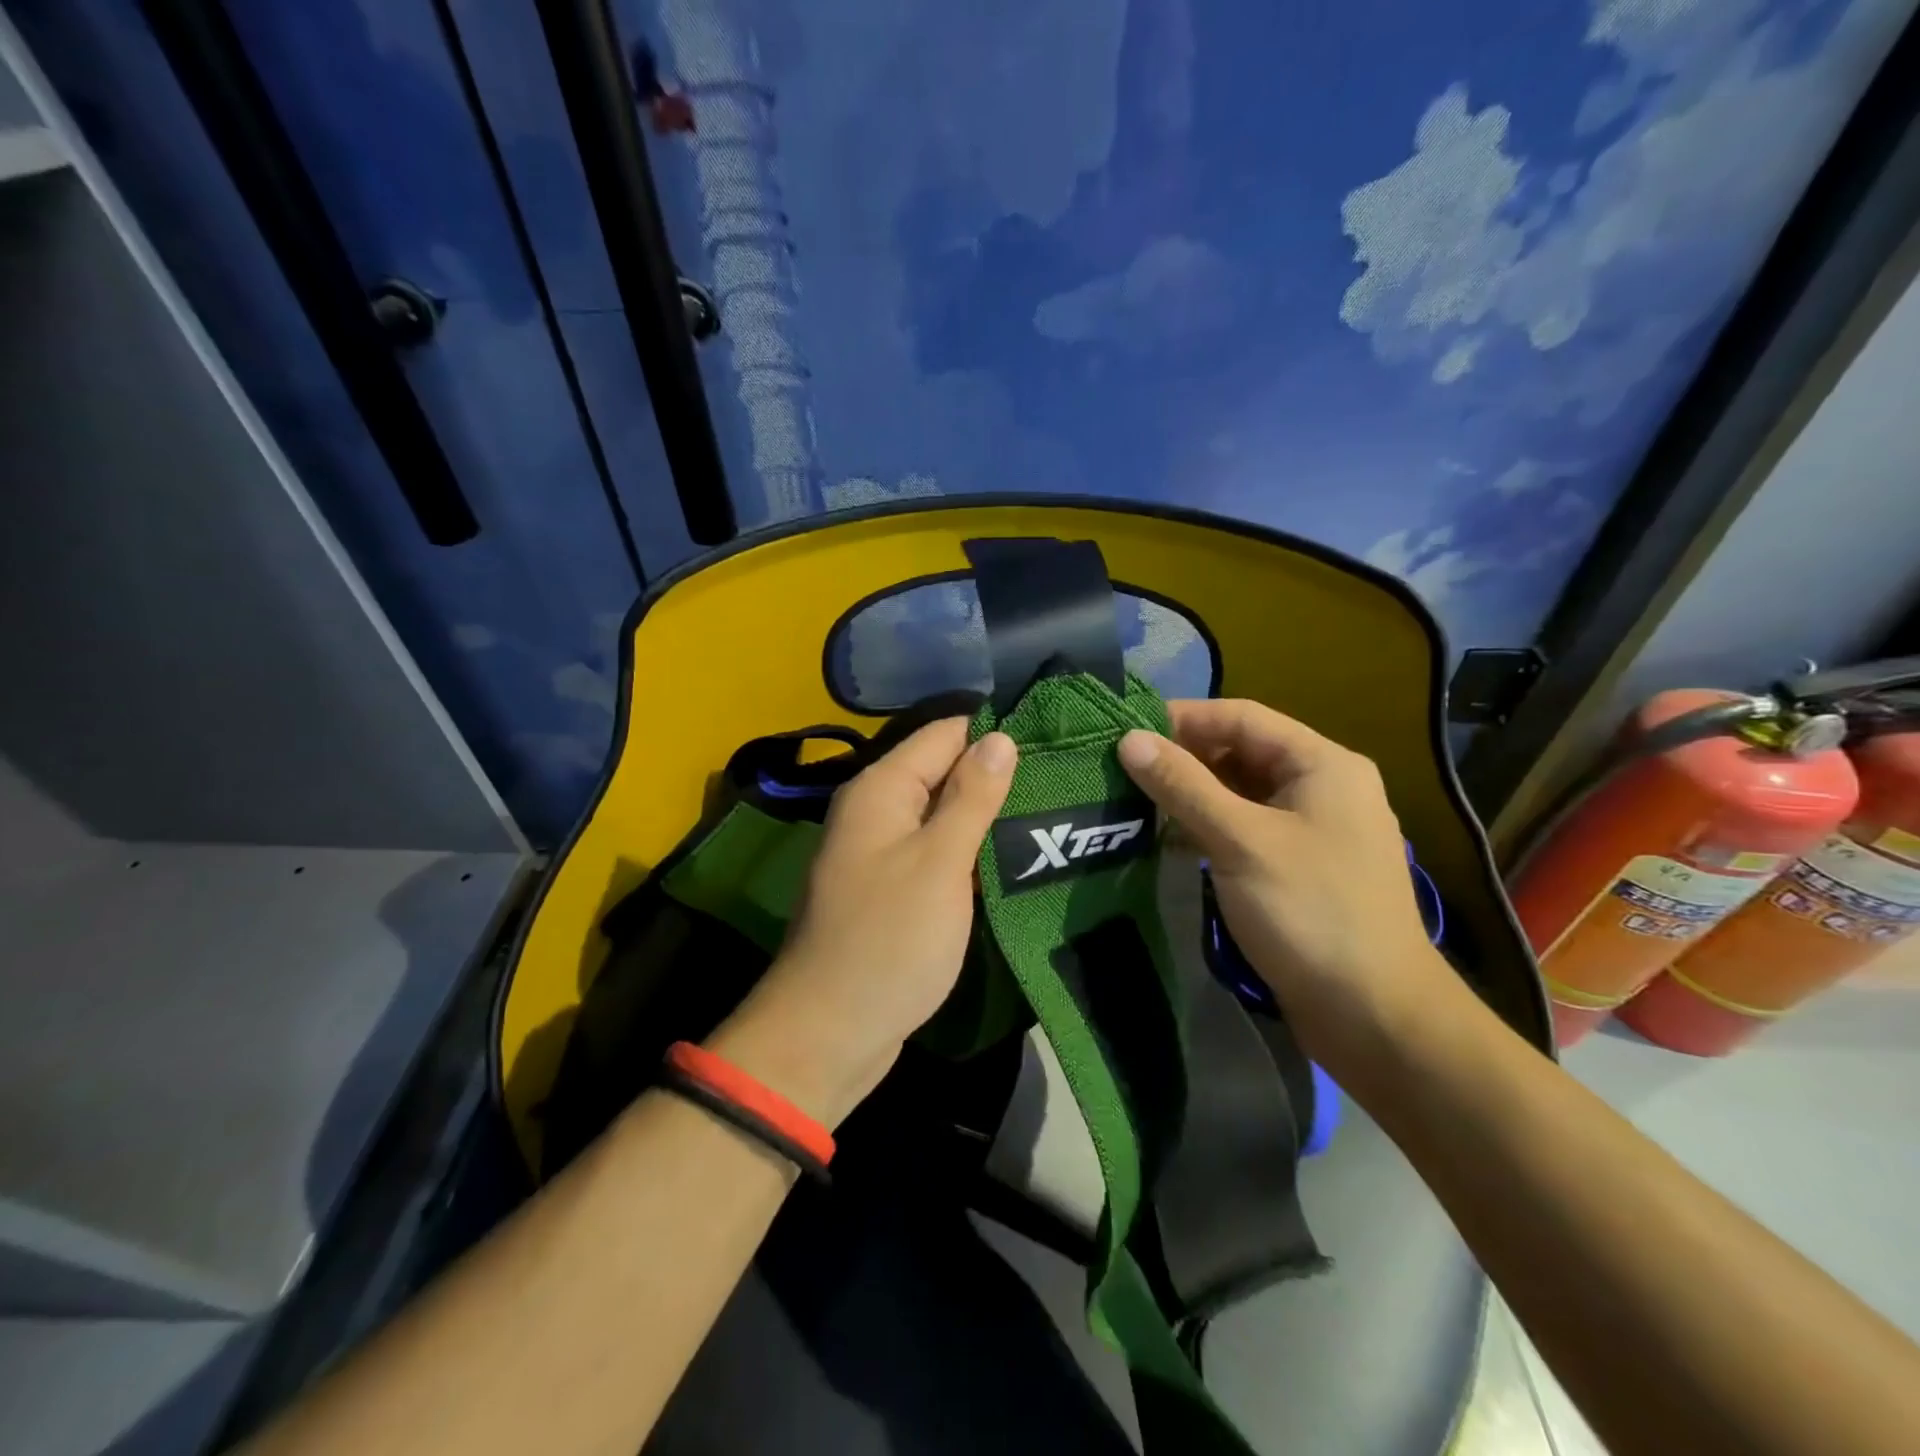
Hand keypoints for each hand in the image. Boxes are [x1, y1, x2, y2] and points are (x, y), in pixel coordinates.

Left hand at [710, 719, 1016, 1126]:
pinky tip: (1013, 858)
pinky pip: (935, 853)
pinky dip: (969, 853)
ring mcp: (882, 852)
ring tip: (1052, 815)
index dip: (995, 734)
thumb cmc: (888, 940)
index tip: (1053, 741)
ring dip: (987, 817)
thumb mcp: (939, 863)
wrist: (831, 1032)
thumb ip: (971, 797)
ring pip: (942, 815)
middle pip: (943, 772)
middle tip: (1063, 782)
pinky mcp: (891, 889)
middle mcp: (876, 811)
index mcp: (881, 790)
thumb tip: (1000, 737)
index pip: (945, 734)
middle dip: (997, 776)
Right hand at [1117, 699, 1447, 1069]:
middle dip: (1184, 757)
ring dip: (1192, 794)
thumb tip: (1129, 740)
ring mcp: (1313, 830)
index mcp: (1322, 764)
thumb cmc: (1311, 912)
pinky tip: (1169, 838)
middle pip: (1241, 752)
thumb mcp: (1240, 840)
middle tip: (1124, 770)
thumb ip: (1183, 786)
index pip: (1242, 717)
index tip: (1126, 731)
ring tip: (1135, 801)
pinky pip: (1245, 828)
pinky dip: (1208, 827)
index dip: (1183, 718)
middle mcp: (1322, 787)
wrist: (1374, 1015)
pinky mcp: (1299, 867)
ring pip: (1241, 793)